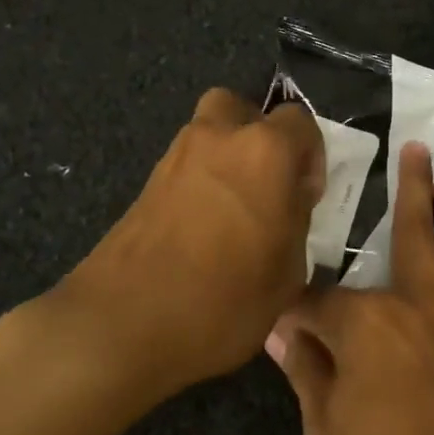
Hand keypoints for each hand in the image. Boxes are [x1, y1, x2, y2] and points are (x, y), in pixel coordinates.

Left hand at [40, 88, 324, 399]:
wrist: (123, 325)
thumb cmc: (225, 298)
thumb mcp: (289, 272)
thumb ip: (296, 223)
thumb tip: (287, 208)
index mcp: (265, 151)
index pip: (301, 122)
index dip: (311, 156)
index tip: (306, 196)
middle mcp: (219, 138)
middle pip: (241, 109)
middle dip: (259, 136)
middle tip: (268, 183)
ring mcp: (176, 158)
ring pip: (209, 135)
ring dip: (227, 158)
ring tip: (235, 211)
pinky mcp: (145, 185)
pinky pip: (186, 167)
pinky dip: (200, 183)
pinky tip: (204, 230)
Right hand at [266, 142, 433, 434]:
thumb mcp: (324, 432)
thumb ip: (307, 371)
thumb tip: (282, 333)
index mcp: (370, 322)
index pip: (320, 301)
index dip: (296, 309)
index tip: (281, 315)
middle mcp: (422, 303)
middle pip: (414, 230)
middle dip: (410, 187)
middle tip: (416, 150)